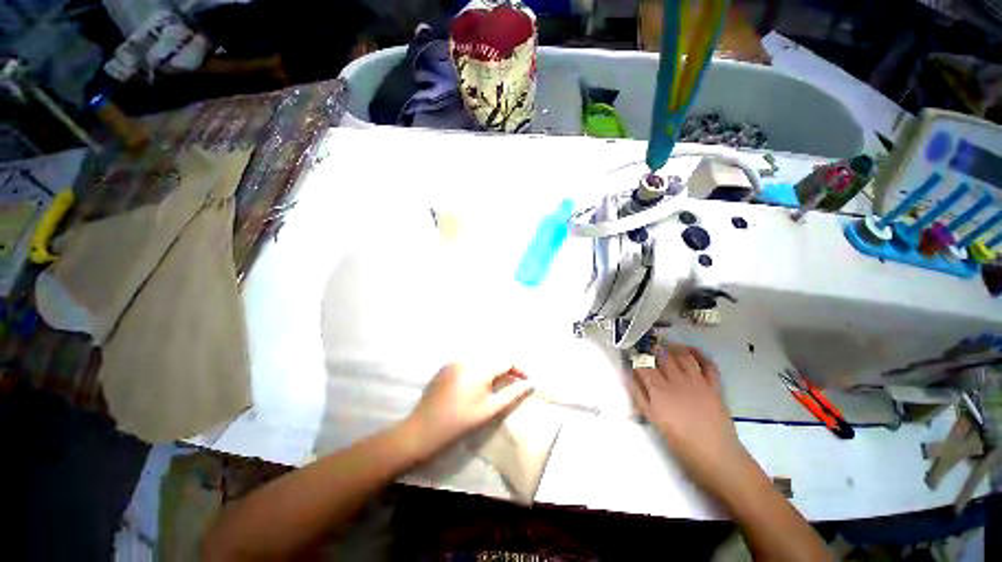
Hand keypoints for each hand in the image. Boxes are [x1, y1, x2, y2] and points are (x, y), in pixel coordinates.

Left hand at [406, 363, 534, 453]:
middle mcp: (467, 358)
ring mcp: (455, 361)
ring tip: (497, 386)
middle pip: (494, 358)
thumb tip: (530, 384)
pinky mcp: (446, 366)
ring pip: (482, 359)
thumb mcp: (490, 409)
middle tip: (513, 385)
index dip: (519, 370)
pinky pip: (468, 362)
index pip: (507, 360)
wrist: (423, 430)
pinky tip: (476, 385)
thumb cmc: (460, 422)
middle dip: (507, 369)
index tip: (527, 382)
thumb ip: (512, 394)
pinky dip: (478, 370)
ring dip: (493, 369)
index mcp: (480, 367)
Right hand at [628, 344, 752, 492]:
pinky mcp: (714, 386)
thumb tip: (629, 376)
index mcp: (659, 391)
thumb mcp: (653, 421)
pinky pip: (708, 364)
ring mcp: (698, 382)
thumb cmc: (680, 443)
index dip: (636, 356)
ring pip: (683, 355)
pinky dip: (699, 354)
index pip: (644, 365)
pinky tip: (691, 351)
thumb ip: (640, 397)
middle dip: (652, 348)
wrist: (716, 457)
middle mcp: (677, 381)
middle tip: (647, 346)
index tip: (632, 353)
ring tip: (666, 345)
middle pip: (662, 356)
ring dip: (673, 347)